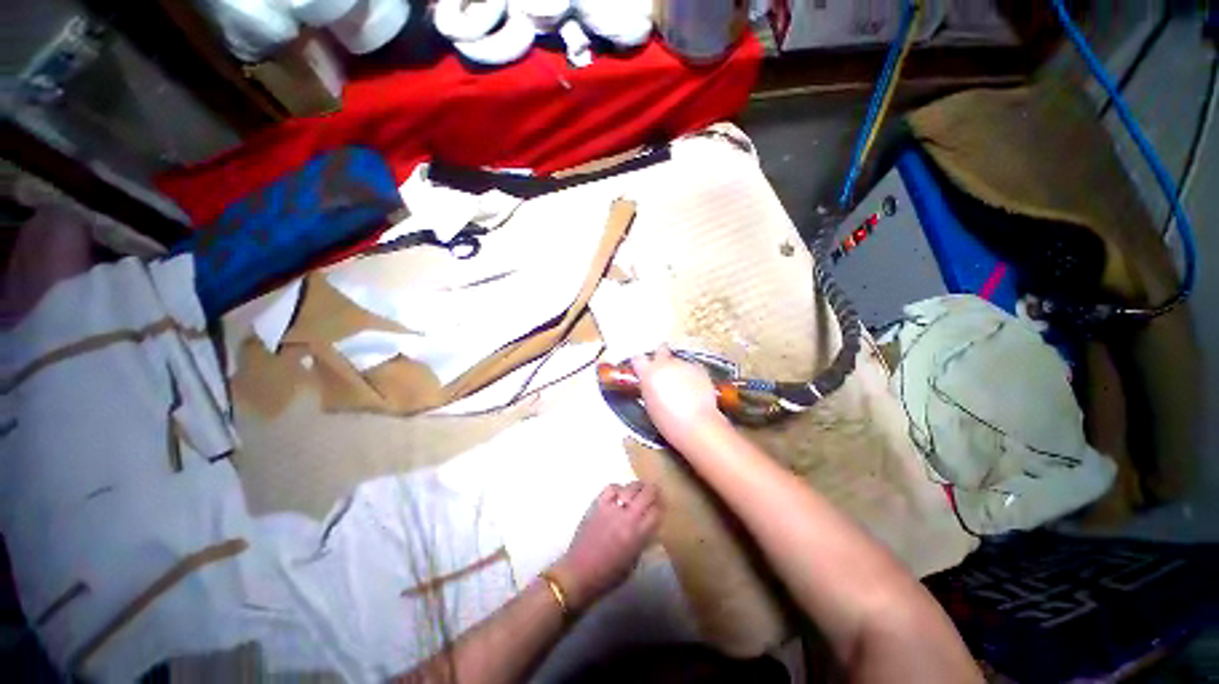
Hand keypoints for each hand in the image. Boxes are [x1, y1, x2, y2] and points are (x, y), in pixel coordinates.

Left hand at [551, 482, 661, 611]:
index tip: (661, 507)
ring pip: (631, 486)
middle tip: (654, 494)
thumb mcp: (633, 562)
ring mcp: (612, 508)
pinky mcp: (598, 504)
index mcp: (638, 535)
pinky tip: (619, 494)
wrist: (579, 573)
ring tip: (638, 491)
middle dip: (654, 492)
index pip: (656, 512)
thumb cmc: (608, 575)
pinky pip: (612, 488)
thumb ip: (643, 541)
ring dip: (638, 488)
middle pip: (647, 494)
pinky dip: (618, 488)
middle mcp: (627, 518)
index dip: (661, 508)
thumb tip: (650, 526)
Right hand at [631, 347, 728, 442]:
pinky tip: (695, 388)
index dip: (640, 363)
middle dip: (661, 355)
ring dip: (678, 369)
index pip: (638, 359)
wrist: (695, 423)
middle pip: (660, 349)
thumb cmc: (668, 420)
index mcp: (648, 372)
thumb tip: (651, 383)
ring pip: (678, 361)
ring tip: (683, 387)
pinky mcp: (699, 369)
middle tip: (664, 368)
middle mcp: (665, 363)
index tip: (642, 368)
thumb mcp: (649, 403)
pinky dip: (693, 375)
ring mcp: (683, 364)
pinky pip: (693, 367)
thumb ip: (648, 387)